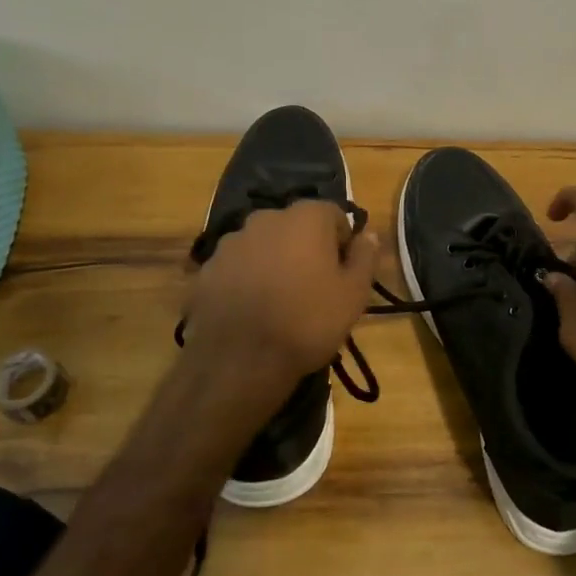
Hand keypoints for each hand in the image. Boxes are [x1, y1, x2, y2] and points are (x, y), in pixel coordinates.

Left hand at [180, 200, 379, 403]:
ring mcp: (230, 243)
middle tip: (314, 286)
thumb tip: (368, 234)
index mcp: (305, 218)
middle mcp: (265, 218)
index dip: (342, 240)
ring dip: (274, 262)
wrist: (240, 361)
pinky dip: (247, 280)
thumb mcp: (354, 293)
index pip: (333, 214)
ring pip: (263, 245)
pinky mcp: (207, 269)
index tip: (343, 271)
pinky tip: (253, 311)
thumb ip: (365, 257)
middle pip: (295, 226)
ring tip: (280, 301)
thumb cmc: (308, 321)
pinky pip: (237, 267)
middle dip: (306, 248)